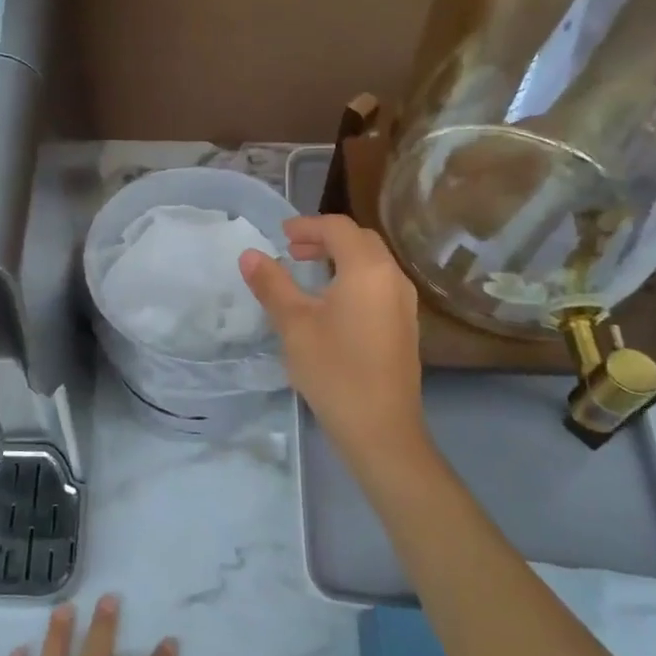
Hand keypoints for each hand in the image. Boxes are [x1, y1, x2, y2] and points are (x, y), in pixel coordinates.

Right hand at [239, 215, 427, 469]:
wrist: (381, 430)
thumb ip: (271, 284)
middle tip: (292, 251)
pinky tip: (332, 304)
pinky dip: (353, 277)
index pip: (338, 227)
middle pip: (360, 239)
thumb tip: (250, 255)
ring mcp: (404, 303)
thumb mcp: (293, 324)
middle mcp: (392, 277)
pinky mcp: (405, 325)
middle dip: (324, 238)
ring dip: (340, 257)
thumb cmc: (334, 370)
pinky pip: (379, 283)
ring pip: (372, 262)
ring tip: (308, 274)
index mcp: (367, 269)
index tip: (280, 236)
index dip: (307, 225)